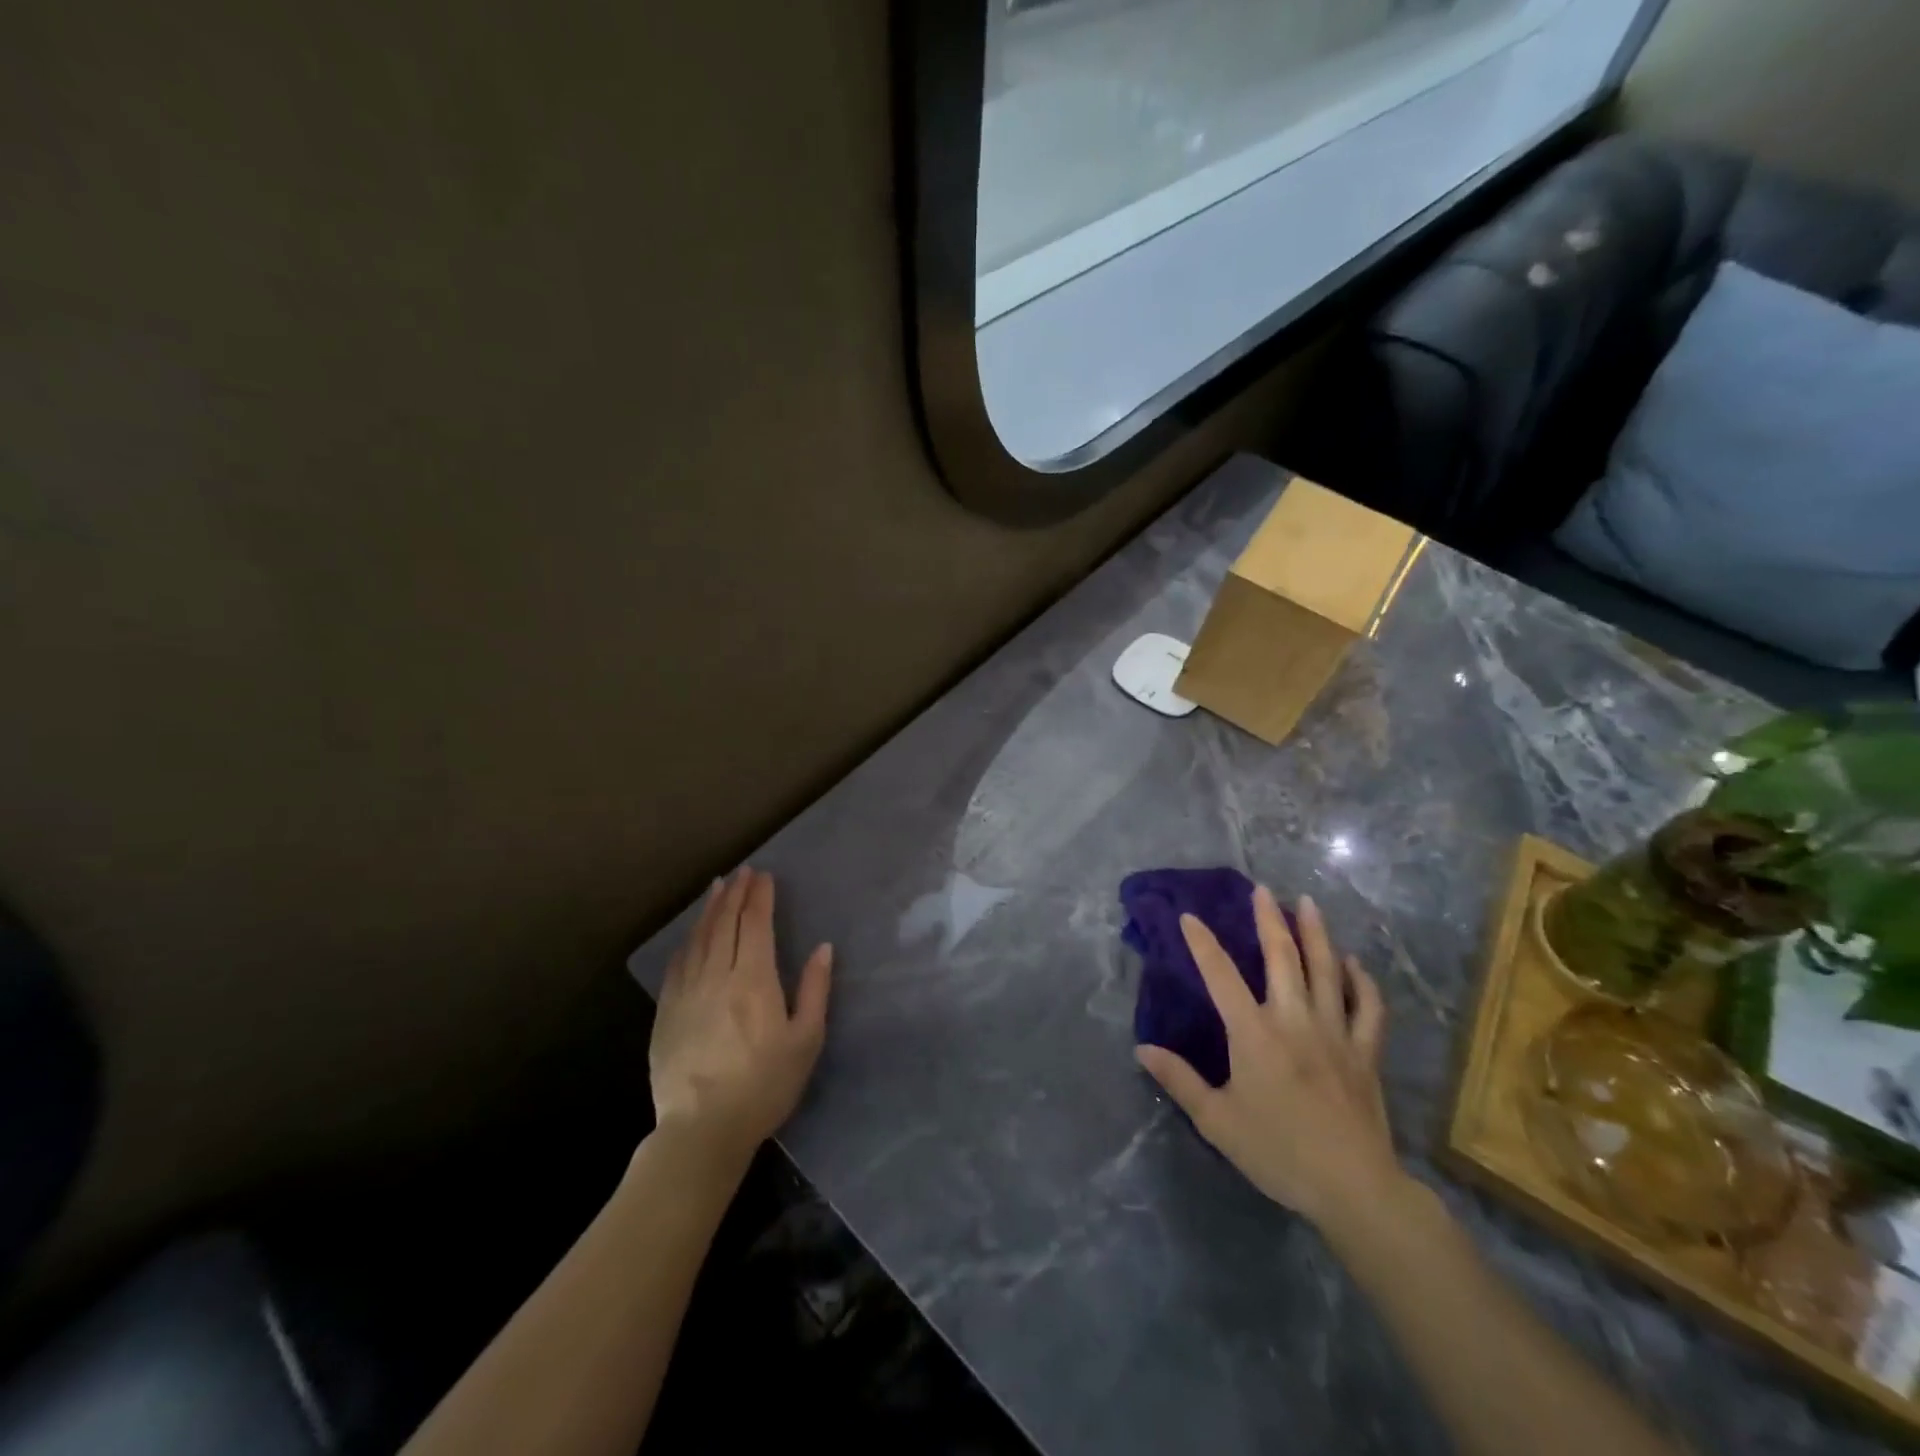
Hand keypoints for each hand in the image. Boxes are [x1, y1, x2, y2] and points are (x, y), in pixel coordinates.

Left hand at [649, 868, 831, 1166]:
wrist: (703, 1129)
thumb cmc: (765, 1085)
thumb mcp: (805, 1040)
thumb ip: (814, 990)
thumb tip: (823, 948)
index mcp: (754, 980)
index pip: (756, 925)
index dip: (760, 897)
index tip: (764, 876)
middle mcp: (718, 976)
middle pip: (725, 924)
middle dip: (735, 894)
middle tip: (742, 872)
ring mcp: (687, 992)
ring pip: (699, 939)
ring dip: (710, 909)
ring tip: (717, 887)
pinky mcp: (667, 1012)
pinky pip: (677, 964)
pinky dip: (687, 941)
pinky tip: (691, 934)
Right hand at [1135, 887, 1400, 1227]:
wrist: (1354, 1188)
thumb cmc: (1278, 1152)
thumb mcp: (1217, 1120)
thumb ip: (1179, 1080)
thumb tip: (1142, 1048)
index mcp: (1254, 1033)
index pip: (1220, 976)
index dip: (1202, 943)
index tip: (1188, 915)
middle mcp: (1294, 1020)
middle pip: (1282, 958)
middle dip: (1269, 920)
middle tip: (1262, 889)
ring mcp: (1335, 1033)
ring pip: (1326, 970)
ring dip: (1316, 933)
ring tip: (1308, 903)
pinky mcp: (1365, 1052)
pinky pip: (1367, 1007)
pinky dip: (1361, 981)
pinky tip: (1354, 964)